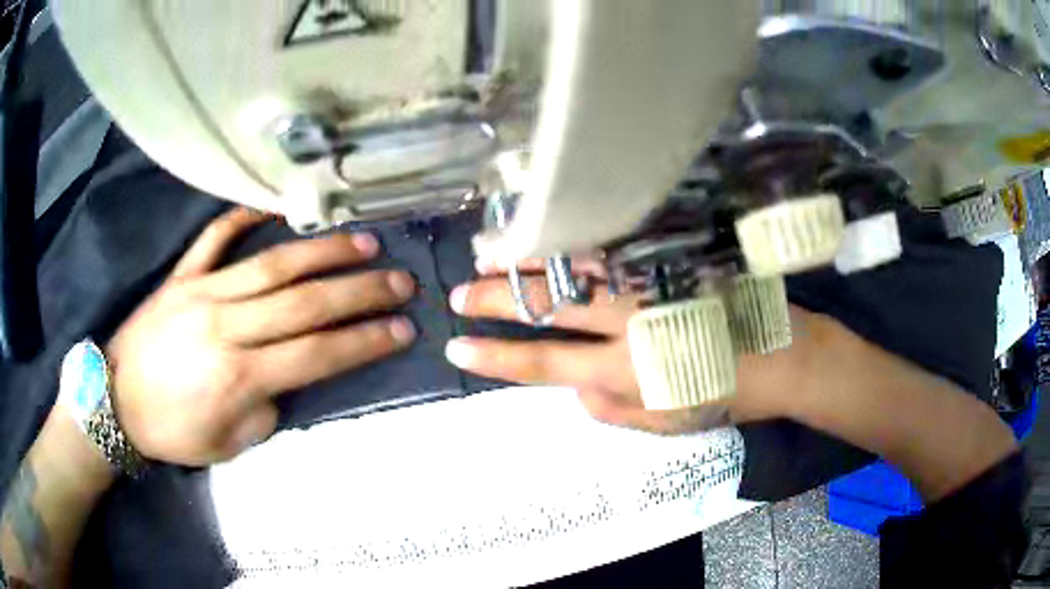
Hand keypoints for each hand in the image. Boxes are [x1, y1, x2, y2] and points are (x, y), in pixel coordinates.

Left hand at [106, 208, 417, 464]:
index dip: (365, 342)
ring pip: (271, 264)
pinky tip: (275, 206)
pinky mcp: (181, 276)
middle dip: (361, 292)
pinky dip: (243, 216)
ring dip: (322, 251)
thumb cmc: (172, 432)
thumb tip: (286, 376)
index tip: (403, 329)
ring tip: (363, 240)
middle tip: (401, 280)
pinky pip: (215, 237)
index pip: (318, 354)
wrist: (115, 402)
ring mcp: (202, 292)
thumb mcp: (228, 444)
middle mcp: (227, 327)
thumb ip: (266, 410)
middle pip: (305, 303)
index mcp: (240, 377)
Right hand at [446, 260, 833, 433]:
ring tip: (490, 256)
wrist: (788, 355)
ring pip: (575, 265)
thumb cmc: (730, 396)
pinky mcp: (674, 259)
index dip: (495, 358)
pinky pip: (615, 246)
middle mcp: (630, 321)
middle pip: (547, 305)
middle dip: (495, 300)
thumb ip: (615, 411)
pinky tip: (554, 236)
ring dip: (528, 261)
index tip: (458, 349)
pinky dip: (577, 241)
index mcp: (627, 369)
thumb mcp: (670, 423)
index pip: (544, 363)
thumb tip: (573, 389)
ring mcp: (652, 282)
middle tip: (459, 295)